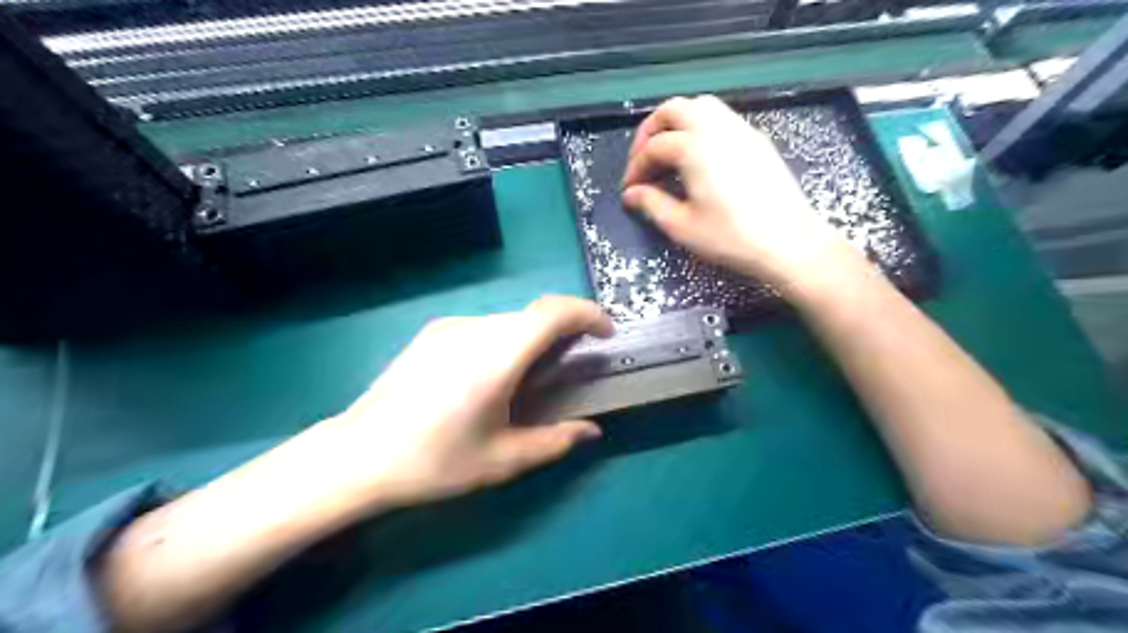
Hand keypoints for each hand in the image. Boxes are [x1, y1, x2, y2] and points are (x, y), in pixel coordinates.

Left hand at [307, 293, 612, 509]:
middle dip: (563, 332)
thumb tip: (592, 431)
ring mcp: (449, 327)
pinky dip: (506, 340)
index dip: (587, 314)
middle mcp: (475, 329)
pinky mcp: (432, 333)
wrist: (358, 455)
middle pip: (534, 316)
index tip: (606, 333)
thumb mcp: (502, 460)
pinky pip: (484, 327)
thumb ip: (555, 441)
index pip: (553, 312)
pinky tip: (491, 377)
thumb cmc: (434, 461)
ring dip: (532, 338)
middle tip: (571, 366)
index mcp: (497, 356)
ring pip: (509, 321)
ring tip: (530, 377)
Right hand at [621, 93, 859, 290]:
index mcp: (694, 147)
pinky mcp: (757, 140)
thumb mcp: (682, 226)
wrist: (789, 242)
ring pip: (701, 107)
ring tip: (669, 154)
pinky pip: (722, 118)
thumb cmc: (731, 237)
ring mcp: (741, 130)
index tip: (629, 190)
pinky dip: (701, 128)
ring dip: (677, 123)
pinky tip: (700, 158)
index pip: (654, 147)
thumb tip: (632, 194)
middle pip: (674, 110)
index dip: (636, 167)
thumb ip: (652, 204)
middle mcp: (717, 128)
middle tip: (643, 160)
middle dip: (651, 131)